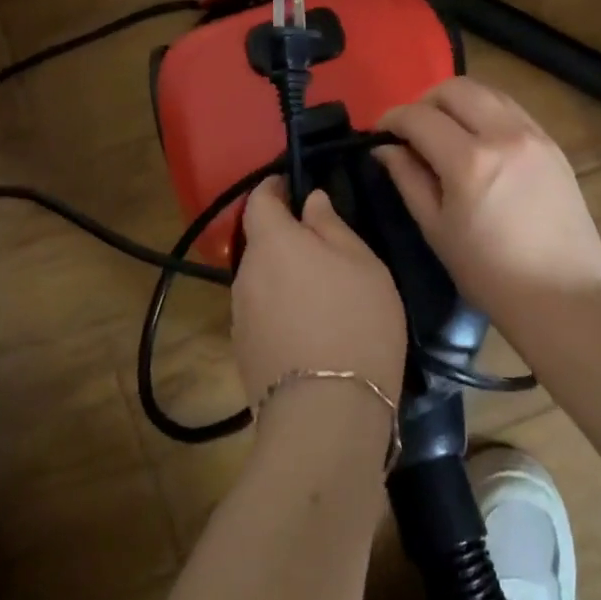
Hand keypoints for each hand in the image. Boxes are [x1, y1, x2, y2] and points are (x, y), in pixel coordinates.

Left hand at [233, 178, 407, 406]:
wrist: (327, 413)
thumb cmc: (355, 321)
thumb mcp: (361, 262)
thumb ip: (331, 224)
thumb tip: (310, 201)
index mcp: (272, 242)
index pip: (259, 200)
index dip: (274, 188)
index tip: (295, 186)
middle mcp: (245, 274)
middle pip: (261, 242)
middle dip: (286, 237)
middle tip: (324, 246)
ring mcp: (239, 316)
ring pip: (262, 280)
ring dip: (284, 276)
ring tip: (323, 292)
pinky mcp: (243, 352)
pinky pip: (262, 313)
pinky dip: (282, 308)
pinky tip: (311, 328)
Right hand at [376, 78, 600, 329]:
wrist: (563, 297)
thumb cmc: (489, 274)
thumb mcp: (437, 230)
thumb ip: (408, 179)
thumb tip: (385, 148)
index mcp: (470, 161)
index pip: (419, 117)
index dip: (392, 118)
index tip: (380, 131)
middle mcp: (504, 134)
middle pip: (454, 89)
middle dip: (424, 101)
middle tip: (412, 130)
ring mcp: (534, 135)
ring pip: (486, 91)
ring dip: (457, 102)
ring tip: (445, 131)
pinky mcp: (553, 144)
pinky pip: (512, 109)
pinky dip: (486, 112)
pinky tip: (479, 140)